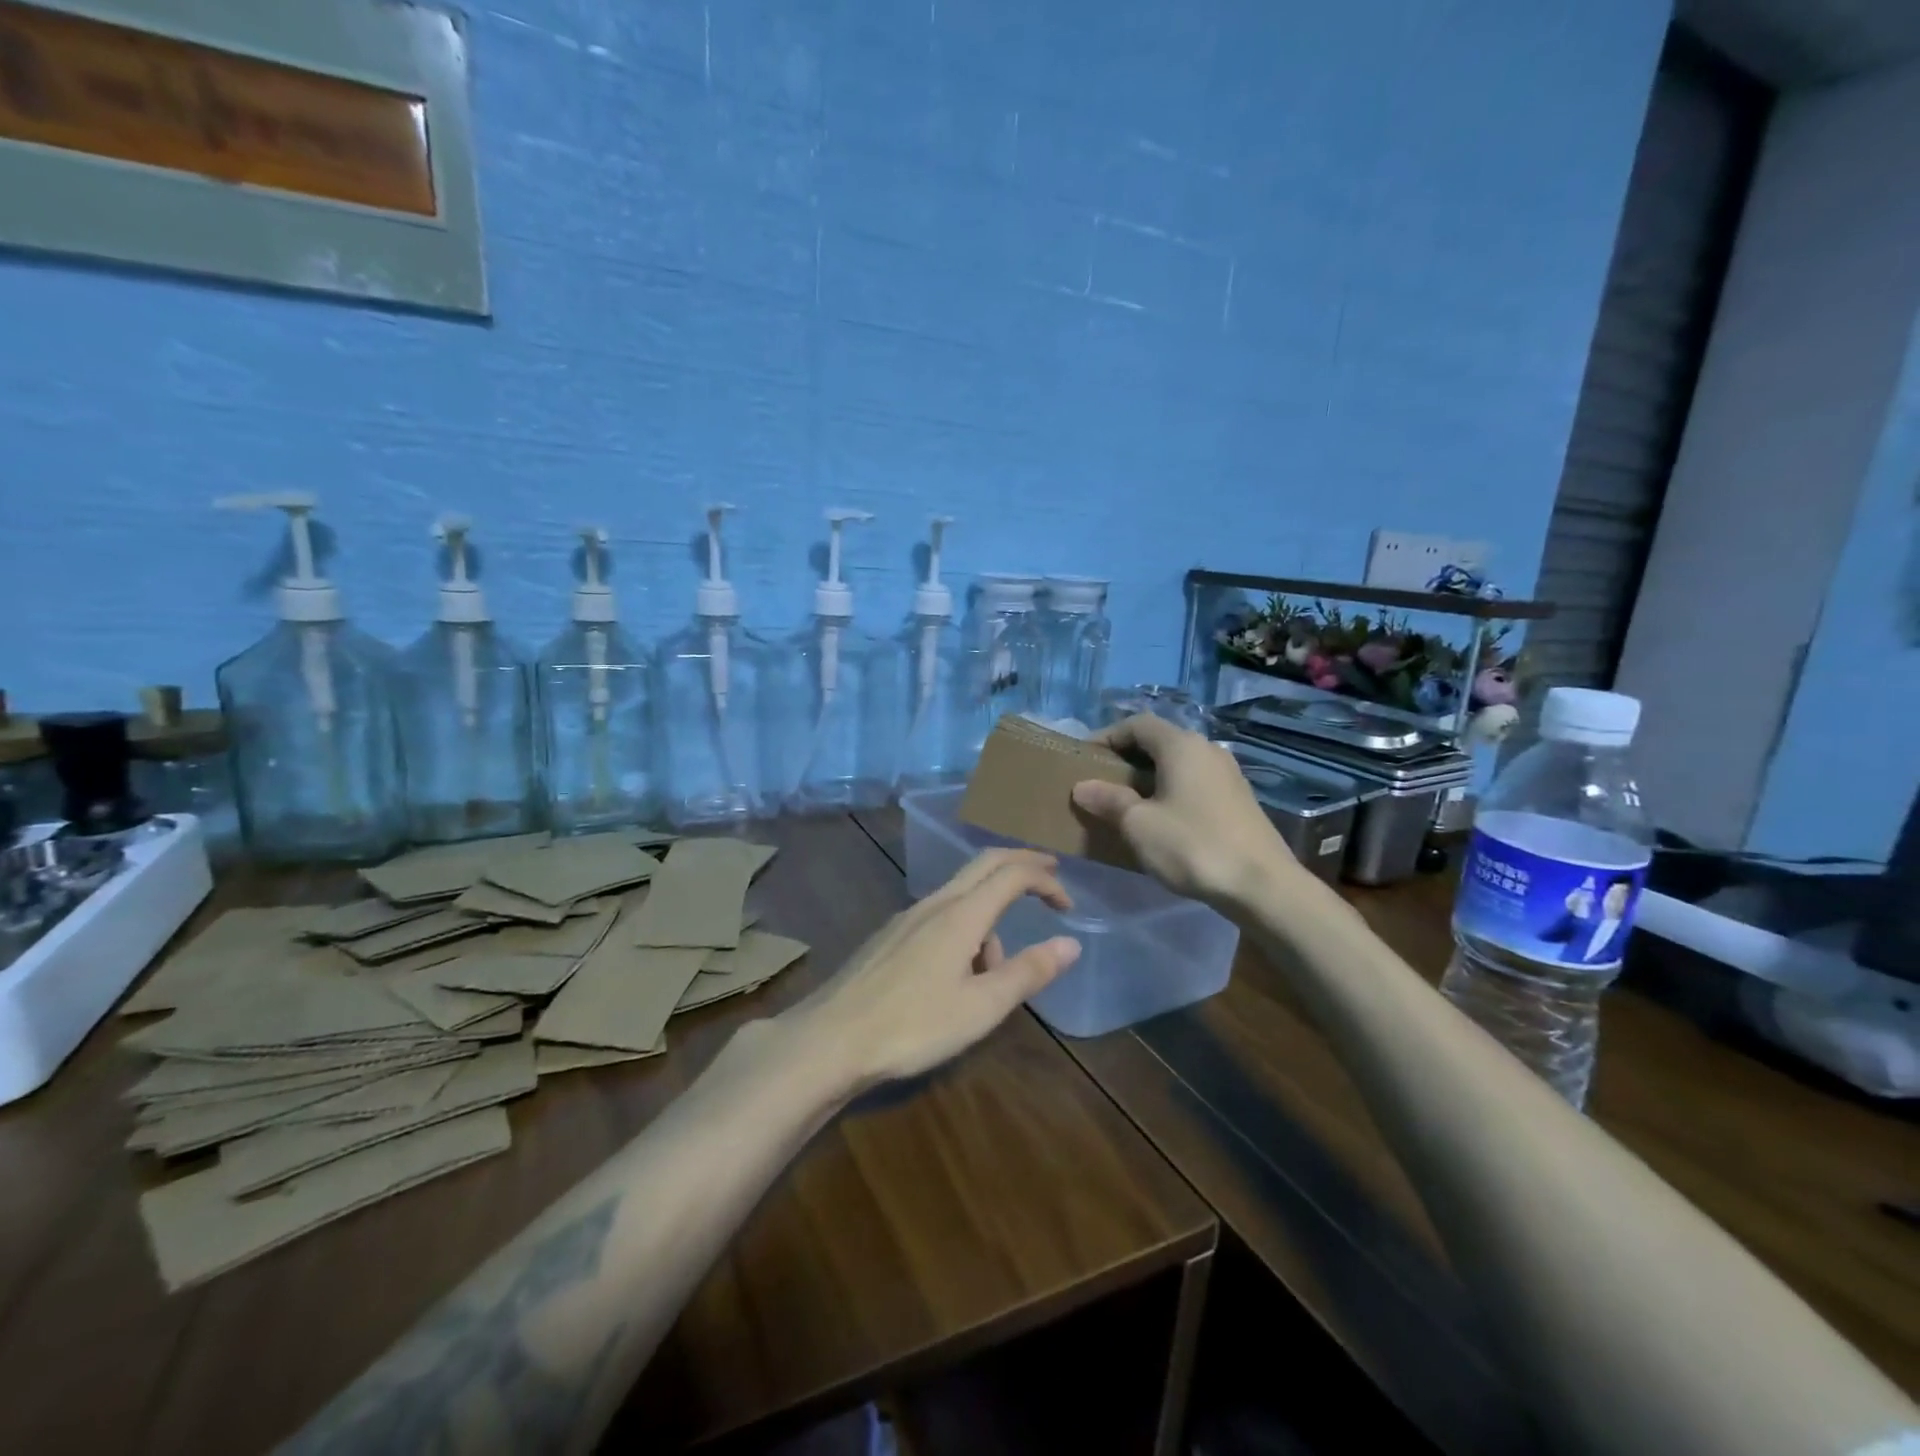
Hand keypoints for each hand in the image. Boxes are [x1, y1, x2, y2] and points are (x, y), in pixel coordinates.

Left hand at [788, 849, 1081, 1091]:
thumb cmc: (913, 1025)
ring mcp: (907, 917)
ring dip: (991, 918)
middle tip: (1050, 878)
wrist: (831, 1039)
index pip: (1011, 874)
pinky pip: (939, 915)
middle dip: (1020, 865)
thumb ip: (1028, 972)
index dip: (1045, 880)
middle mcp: (934, 904)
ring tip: (994, 977)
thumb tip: (1071, 942)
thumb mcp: (981, 1007)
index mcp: (961, 914)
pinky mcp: (890, 936)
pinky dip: (964, 928)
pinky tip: (956, 975)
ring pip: (961, 896)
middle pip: (984, 864)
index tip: (1068, 903)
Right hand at [1071, 714, 1306, 907]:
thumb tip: (1082, 786)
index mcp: (1182, 745)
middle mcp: (1207, 750)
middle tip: (1100, 784)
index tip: (1084, 759)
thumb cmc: (1193, 846)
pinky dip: (1170, 792)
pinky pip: (1194, 784)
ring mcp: (1227, 775)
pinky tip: (1160, 821)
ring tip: (1125, 805)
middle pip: (1159, 742)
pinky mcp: (1238, 800)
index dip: (1107, 736)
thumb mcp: (1139, 824)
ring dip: (1148, 778)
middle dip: (1126, 759)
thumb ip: (1109, 800)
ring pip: (1178, 764)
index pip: (1137, 724)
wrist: (1263, 886)